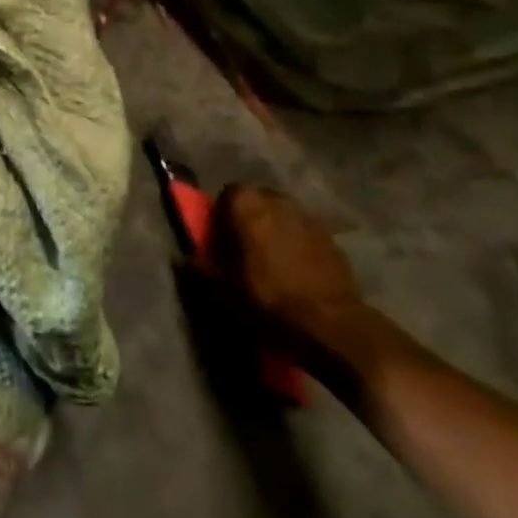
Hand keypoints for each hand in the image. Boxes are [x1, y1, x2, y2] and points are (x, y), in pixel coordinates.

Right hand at [212, 183, 371, 361]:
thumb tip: (185, 259)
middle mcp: (279, 201)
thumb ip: (203, 268)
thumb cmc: (268, 299)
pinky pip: (306, 234)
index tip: (221, 237)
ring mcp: (310, 218)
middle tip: (244, 246)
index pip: (229, 193)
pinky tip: (298, 271)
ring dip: (276, 229)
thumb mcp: (223, 290)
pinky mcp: (332, 239)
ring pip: (285, 215)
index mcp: (248, 206)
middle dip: (251, 218)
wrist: (330, 325)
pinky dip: (299, 244)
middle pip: (259, 200)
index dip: (223, 213)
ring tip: (273, 259)